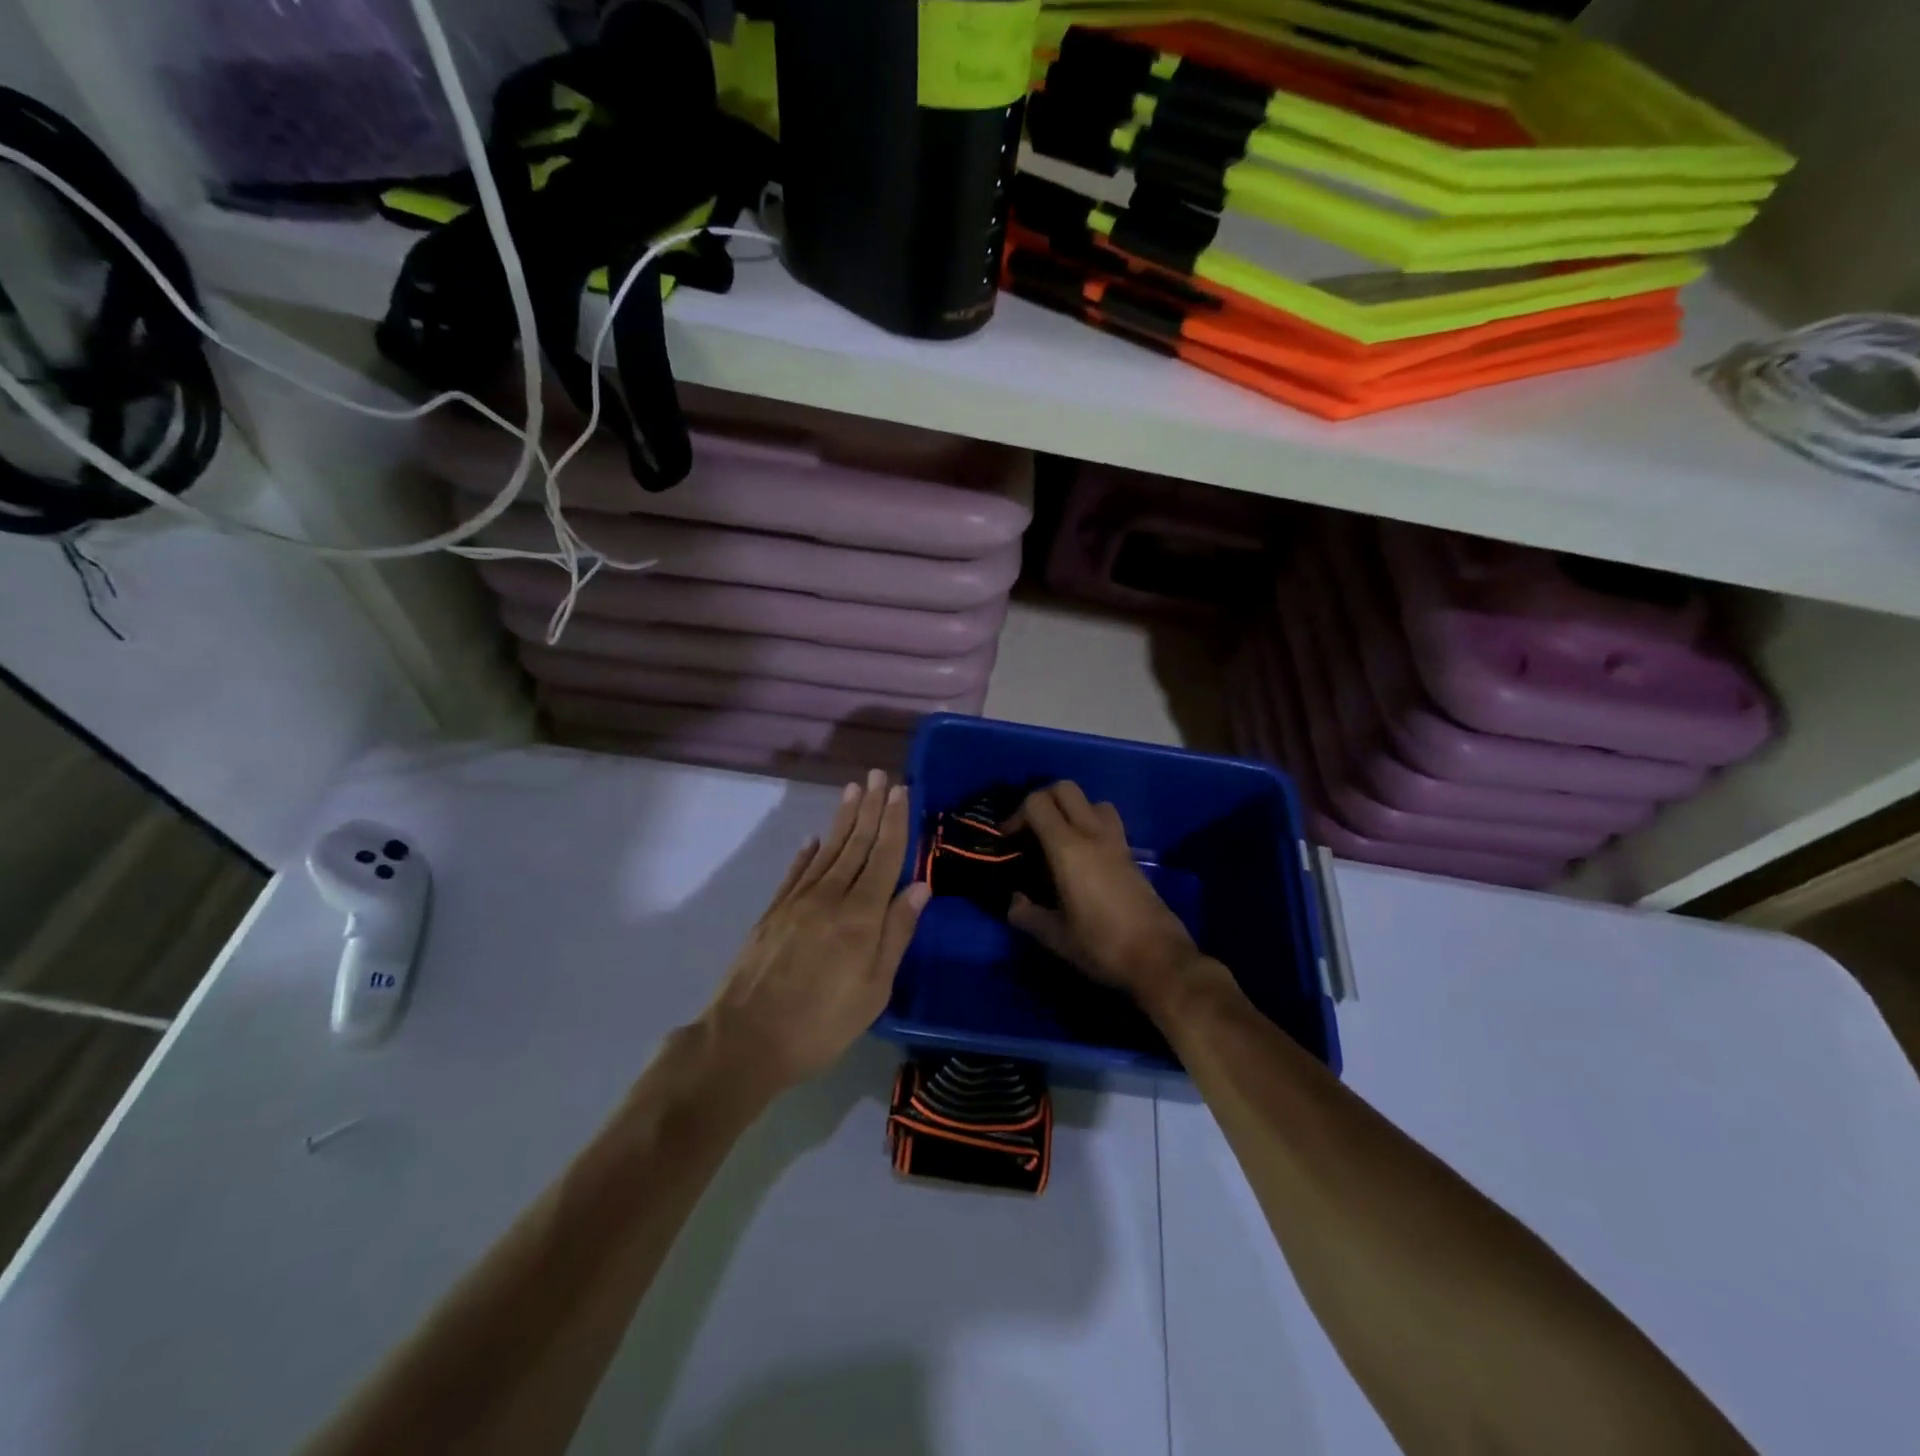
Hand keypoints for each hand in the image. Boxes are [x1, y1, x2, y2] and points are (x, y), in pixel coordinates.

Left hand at [699, 770, 929, 1096]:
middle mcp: (830, 896)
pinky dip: (808, 853)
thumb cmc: (822, 1022)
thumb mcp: (874, 988)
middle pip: (857, 844)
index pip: (885, 856)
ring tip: (854, 791)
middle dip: (871, 808)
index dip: (895, 822)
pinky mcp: (773, 912)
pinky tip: (814, 839)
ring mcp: (797, 901)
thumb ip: (897, 933)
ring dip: (843, 819)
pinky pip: (796, 872)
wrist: (746, 1039)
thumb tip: (920, 886)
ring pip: (828, 850)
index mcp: (861, 914)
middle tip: (879, 775)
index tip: (901, 790)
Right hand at [1008, 781, 1224, 1020]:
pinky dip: (1090, 826)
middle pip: (1065, 788)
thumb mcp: (1055, 936)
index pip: (1038, 803)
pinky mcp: (1132, 854)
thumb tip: (1014, 901)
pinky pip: (1107, 822)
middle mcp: (1093, 834)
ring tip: (1059, 840)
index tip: (1009, 839)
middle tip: (1031, 831)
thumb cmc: (1101, 945)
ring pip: (1091, 801)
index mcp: (1068, 849)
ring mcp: (1117, 842)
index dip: (1016, 814)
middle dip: (1043, 801)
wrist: (1159, 959)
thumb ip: (1027, 914)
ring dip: (1071, 810)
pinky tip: (1083, 858)